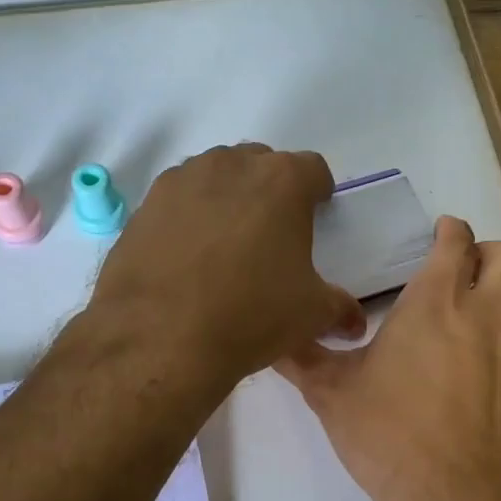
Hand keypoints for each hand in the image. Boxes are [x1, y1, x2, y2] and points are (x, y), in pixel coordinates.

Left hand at [88, 144, 364, 395]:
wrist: (160, 336)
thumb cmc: (250, 315)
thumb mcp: (310, 315)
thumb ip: (339, 307)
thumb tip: (354, 321)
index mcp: (282, 181)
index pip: (313, 169)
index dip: (318, 192)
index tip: (316, 215)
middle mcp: (231, 165)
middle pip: (260, 164)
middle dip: (270, 190)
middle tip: (270, 232)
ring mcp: (182, 180)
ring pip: (215, 176)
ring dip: (227, 197)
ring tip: (225, 243)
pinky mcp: (146, 204)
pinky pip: (178, 199)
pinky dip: (188, 216)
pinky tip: (186, 255)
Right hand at [276, 217, 500, 500]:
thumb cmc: (390, 436)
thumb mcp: (332, 396)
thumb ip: (303, 360)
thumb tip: (272, 340)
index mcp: (436, 303)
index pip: (456, 242)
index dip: (449, 231)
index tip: (438, 235)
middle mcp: (485, 316)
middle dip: (489, 253)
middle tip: (460, 272)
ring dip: (493, 307)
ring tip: (458, 338)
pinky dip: (500, 353)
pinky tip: (471, 388)